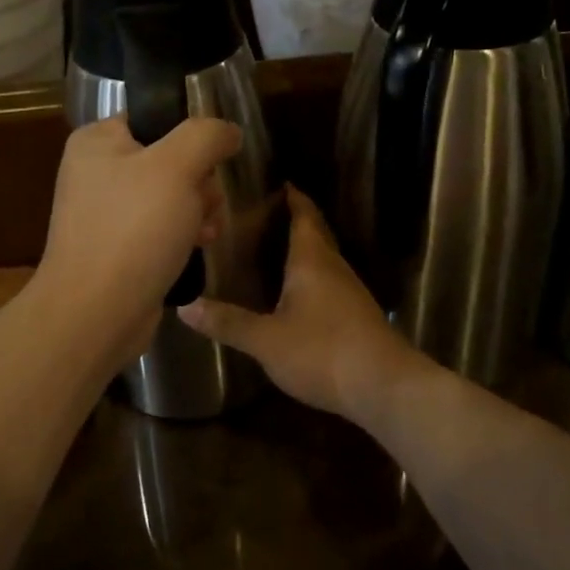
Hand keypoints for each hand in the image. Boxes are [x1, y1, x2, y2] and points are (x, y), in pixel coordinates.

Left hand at [35, 116, 240, 368]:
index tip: (212, 160)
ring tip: (206, 229)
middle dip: (199, 179)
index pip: (155, 117)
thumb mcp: (176, 167)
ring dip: (198, 208)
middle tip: (207, 201)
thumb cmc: (134, 229)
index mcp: (97, 141)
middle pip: (168, 157)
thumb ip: (206, 136)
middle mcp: (96, 172)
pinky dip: (182, 233)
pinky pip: (160, 226)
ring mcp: (105, 212)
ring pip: (170, 194)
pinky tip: (199, 245)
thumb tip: (228, 130)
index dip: (191, 136)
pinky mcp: (117, 247)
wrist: (96, 313)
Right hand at [181, 187, 424, 420]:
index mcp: (312, 261)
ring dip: (305, 248)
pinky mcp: (357, 316)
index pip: (304, 216)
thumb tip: (185, 307)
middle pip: (317, 234)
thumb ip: (228, 322)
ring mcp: (350, 292)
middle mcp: (334, 268)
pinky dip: (313, 275)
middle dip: (297, 220)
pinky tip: (299, 293)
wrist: (384, 386)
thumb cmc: (322, 352)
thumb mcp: (266, 340)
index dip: (294, 199)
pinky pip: (330, 282)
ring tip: (276, 248)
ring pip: (325, 259)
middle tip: (268, 213)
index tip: (281, 183)